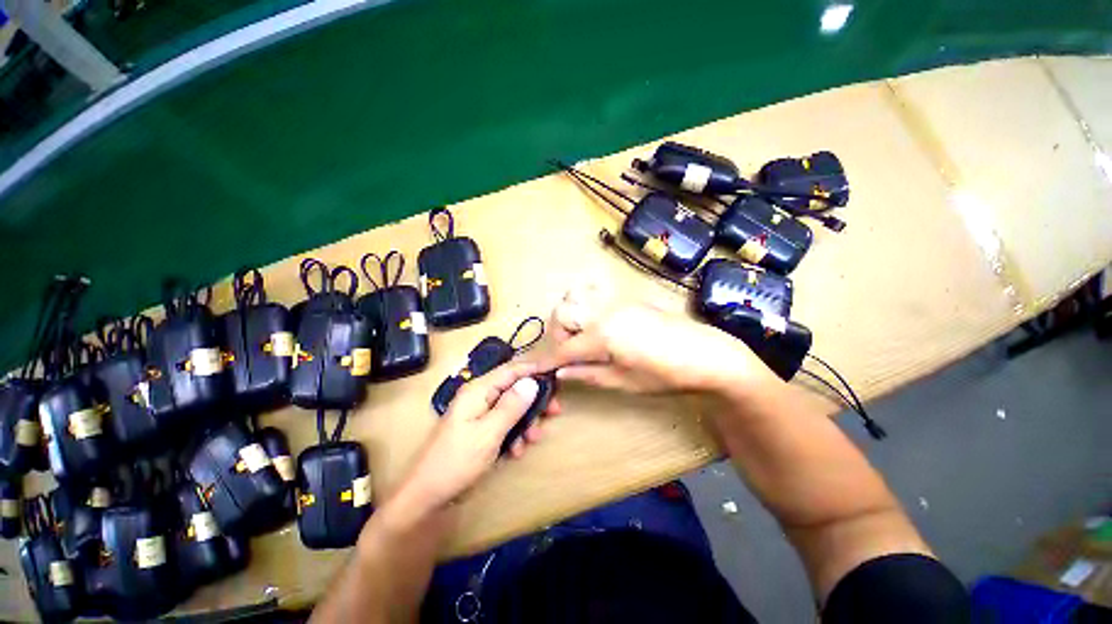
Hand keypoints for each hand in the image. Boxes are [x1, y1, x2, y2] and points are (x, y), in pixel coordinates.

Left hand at [385, 362, 559, 523]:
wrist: (428, 496)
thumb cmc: (457, 461)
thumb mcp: (489, 433)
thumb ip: (511, 406)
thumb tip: (532, 382)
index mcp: (478, 391)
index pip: (511, 370)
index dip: (534, 368)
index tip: (556, 371)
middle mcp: (480, 397)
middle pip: (514, 388)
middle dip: (534, 400)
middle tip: (554, 411)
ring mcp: (480, 414)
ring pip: (512, 408)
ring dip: (526, 421)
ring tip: (533, 439)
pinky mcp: (481, 429)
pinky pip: (504, 424)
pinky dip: (515, 434)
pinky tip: (517, 451)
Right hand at [536, 284, 779, 394]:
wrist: (708, 355)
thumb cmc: (666, 375)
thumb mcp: (624, 381)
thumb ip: (588, 374)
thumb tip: (560, 373)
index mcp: (602, 334)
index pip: (564, 348)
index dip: (547, 361)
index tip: (533, 369)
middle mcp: (604, 310)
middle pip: (563, 313)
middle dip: (557, 334)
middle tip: (566, 354)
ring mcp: (616, 300)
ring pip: (576, 297)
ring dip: (569, 315)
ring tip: (580, 337)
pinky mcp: (627, 298)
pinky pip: (595, 294)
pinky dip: (585, 305)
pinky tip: (596, 323)